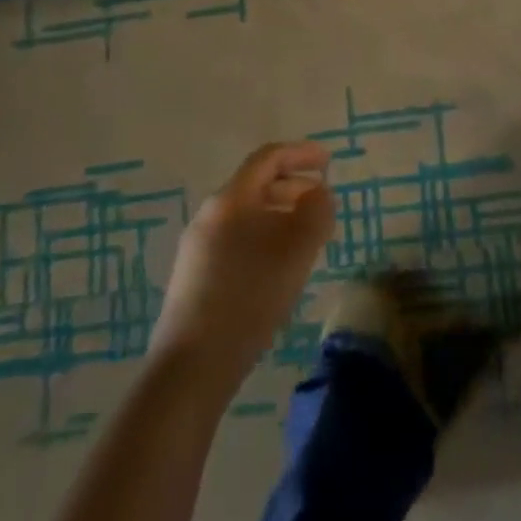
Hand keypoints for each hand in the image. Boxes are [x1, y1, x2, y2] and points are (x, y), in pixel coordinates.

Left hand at [149, 142, 335, 388]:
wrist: (191, 366)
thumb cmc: (249, 297)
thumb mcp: (296, 251)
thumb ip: (316, 213)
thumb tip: (319, 194)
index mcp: (230, 200)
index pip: (268, 158)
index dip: (301, 154)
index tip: (328, 162)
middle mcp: (209, 215)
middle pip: (256, 185)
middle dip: (293, 187)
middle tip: (322, 202)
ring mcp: (198, 247)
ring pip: (247, 215)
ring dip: (280, 215)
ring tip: (307, 237)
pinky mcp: (195, 277)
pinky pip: (237, 239)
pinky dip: (264, 238)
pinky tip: (279, 268)